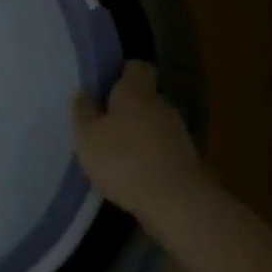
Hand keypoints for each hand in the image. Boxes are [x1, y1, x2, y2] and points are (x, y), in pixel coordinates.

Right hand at [74, 61, 204, 217]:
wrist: (178, 204)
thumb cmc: (124, 160)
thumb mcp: (87, 136)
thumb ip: (83, 112)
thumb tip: (84, 93)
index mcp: (136, 92)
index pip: (136, 67)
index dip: (121, 72)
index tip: (104, 85)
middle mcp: (162, 106)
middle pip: (145, 97)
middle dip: (126, 108)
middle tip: (103, 123)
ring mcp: (179, 134)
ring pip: (154, 124)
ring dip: (138, 134)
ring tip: (116, 152)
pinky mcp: (187, 161)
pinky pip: (163, 148)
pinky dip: (149, 155)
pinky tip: (133, 173)